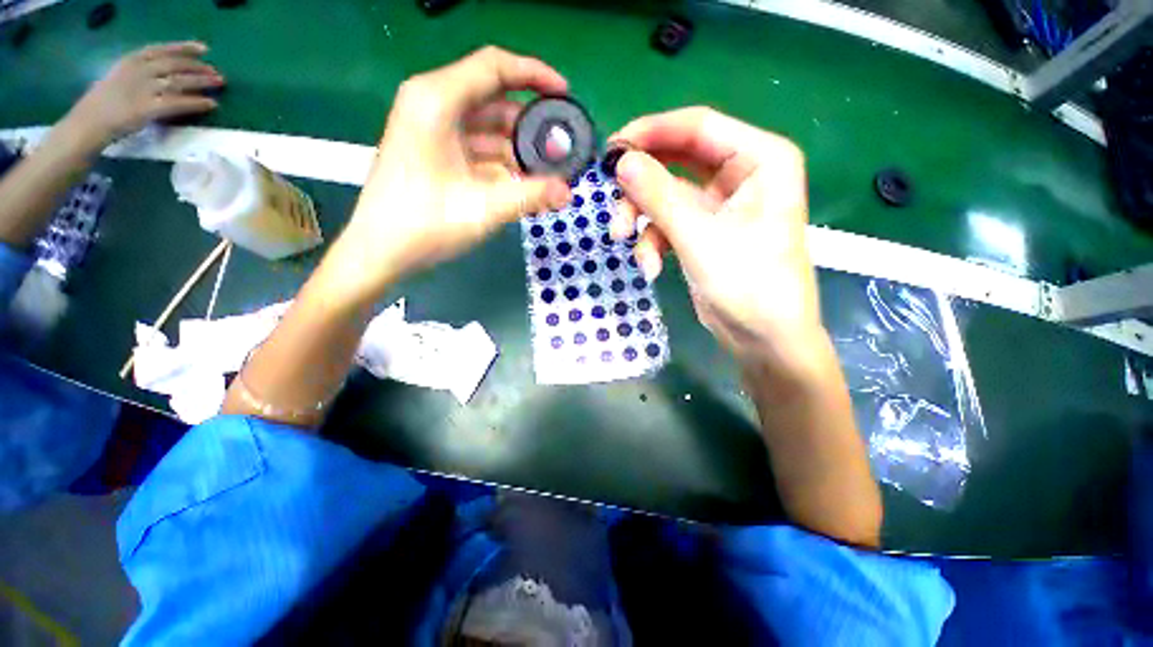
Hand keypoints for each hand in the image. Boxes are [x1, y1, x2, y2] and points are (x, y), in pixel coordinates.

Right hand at [62, 41, 223, 148]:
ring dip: (201, 82)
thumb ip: (141, 74)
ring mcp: (141, 90)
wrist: (87, 124)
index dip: (184, 48)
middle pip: (174, 65)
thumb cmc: (103, 104)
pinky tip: (211, 104)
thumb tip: (168, 73)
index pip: (161, 50)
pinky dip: (196, 102)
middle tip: (217, 73)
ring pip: (178, 81)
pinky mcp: (146, 109)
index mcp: (129, 61)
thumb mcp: (120, 78)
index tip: (204, 49)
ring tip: (219, 84)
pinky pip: (177, 103)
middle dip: (198, 67)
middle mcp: (137, 71)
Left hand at [331, 47, 572, 297]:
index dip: (535, 74)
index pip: (494, 67)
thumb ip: (530, 196)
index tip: (565, 94)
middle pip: (494, 100)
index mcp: (437, 100)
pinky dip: (503, 164)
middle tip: (561, 149)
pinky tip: (524, 185)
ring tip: (548, 175)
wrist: (381, 252)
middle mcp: (433, 105)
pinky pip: (479, 149)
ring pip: (489, 128)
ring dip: (519, 150)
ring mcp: (434, 130)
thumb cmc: (425, 224)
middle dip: (530, 125)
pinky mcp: (436, 152)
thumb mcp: (484, 208)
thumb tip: (568, 192)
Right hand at [610, 107, 820, 365]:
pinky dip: (653, 242)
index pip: (697, 127)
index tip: (612, 149)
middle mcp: (740, 173)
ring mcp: (718, 204)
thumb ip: (658, 196)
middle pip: (676, 161)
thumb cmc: (748, 283)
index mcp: (759, 158)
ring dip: (643, 223)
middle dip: (642, 189)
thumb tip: (620, 161)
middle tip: (614, 207)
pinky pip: (667, 222)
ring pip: (665, 196)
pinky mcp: (701, 231)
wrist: (762, 337)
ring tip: (633, 249)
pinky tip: (650, 267)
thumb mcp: (699, 237)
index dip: (651, 132)